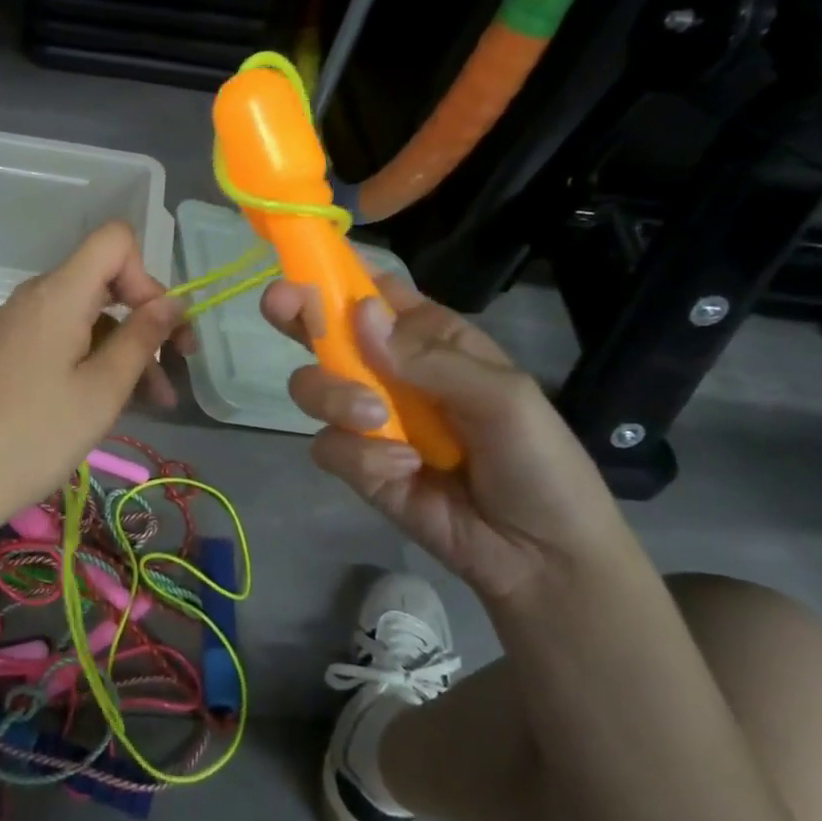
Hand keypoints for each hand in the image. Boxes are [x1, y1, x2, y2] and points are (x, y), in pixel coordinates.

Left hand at [0, 222, 183, 556]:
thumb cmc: (38, 435)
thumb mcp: (104, 390)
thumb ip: (143, 338)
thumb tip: (173, 301)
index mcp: (59, 293)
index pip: (115, 240)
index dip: (146, 274)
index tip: (158, 326)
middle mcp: (37, 295)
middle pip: (105, 280)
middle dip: (146, 318)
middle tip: (178, 366)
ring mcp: (20, 323)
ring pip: (88, 316)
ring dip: (126, 349)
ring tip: (156, 401)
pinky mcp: (11, 349)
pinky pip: (64, 337)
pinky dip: (95, 359)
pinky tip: (114, 401)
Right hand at [262, 271, 637, 604]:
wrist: (540, 557)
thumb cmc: (539, 461)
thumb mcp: (501, 397)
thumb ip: (428, 357)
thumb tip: (358, 313)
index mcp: (428, 339)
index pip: (374, 294)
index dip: (337, 274)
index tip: (305, 263)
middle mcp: (388, 370)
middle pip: (325, 331)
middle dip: (299, 316)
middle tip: (281, 306)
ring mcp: (368, 418)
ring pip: (312, 386)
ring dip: (334, 397)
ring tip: (375, 420)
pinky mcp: (357, 465)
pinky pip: (328, 445)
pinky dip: (359, 456)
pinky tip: (403, 470)